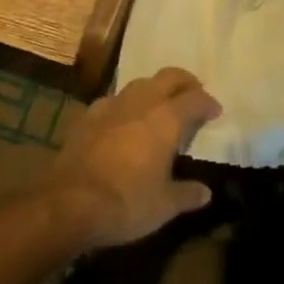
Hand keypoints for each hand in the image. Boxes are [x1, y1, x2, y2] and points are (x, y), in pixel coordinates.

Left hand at [47, 68, 221, 249]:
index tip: (215, 112)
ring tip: (160, 105)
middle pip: (168, 77)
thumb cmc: (126, 203)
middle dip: (184, 82)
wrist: (68, 204)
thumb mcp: (164, 206)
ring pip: (140, 84)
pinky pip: (113, 101)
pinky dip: (125, 105)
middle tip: (193, 94)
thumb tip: (205, 193)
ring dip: (155, 89)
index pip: (195, 99)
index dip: (208, 102)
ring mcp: (111, 106)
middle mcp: (141, 103)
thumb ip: (187, 194)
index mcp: (166, 119)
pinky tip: (123, 119)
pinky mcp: (87, 117)